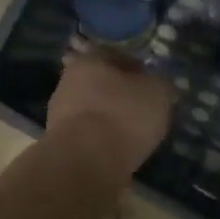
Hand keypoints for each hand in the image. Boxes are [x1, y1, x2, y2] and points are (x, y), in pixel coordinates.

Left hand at [46, 53, 174, 176]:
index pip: (114, 55)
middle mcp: (68, 81)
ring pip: (92, 109)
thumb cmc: (123, 116)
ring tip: (133, 133)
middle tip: (142, 107)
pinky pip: (87, 134)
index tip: (151, 82)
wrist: (85, 163)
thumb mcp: (157, 93)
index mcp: (89, 60)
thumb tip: (159, 85)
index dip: (136, 68)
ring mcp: (59, 114)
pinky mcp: (59, 143)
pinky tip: (117, 149)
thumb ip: (160, 84)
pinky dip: (101, 139)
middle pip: (99, 83)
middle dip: (119, 94)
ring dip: (109, 118)